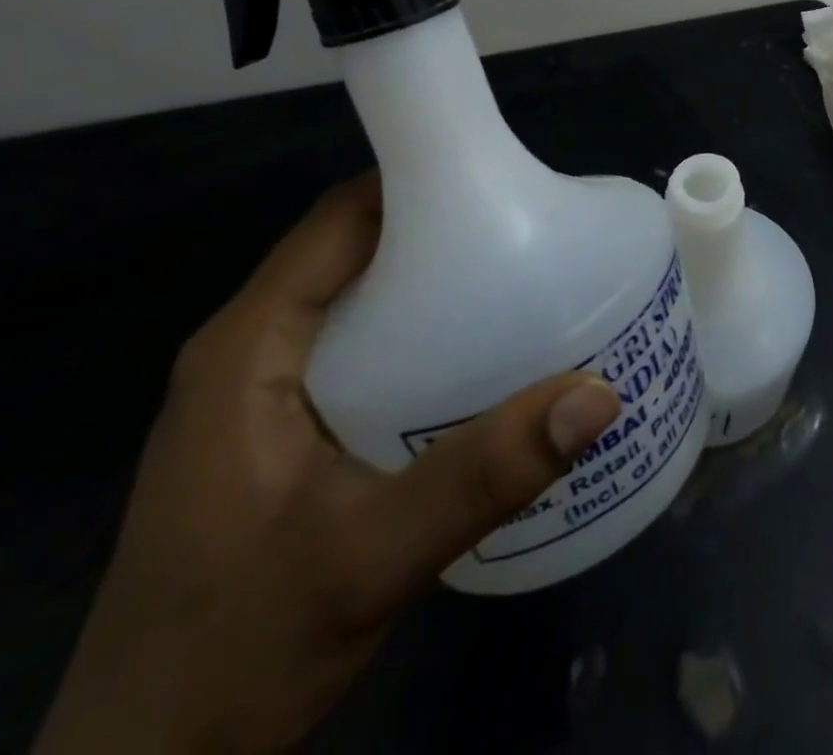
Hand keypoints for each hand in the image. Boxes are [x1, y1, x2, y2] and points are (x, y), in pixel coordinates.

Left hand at [33, 175, 620, 754]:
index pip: (340, 218)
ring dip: (433, 288)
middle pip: (355, 253)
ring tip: (520, 288)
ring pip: (360, 304)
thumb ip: (484, 472)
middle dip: (440, 233)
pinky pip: (360, 353)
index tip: (501, 179)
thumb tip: (599, 392)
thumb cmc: (233, 652)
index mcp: (250, 346)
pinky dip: (418, 339)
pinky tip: (476, 368)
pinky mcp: (281, 436)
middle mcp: (251, 353)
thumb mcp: (370, 558)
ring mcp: (263, 397)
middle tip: (530, 236)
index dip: (416, 182)